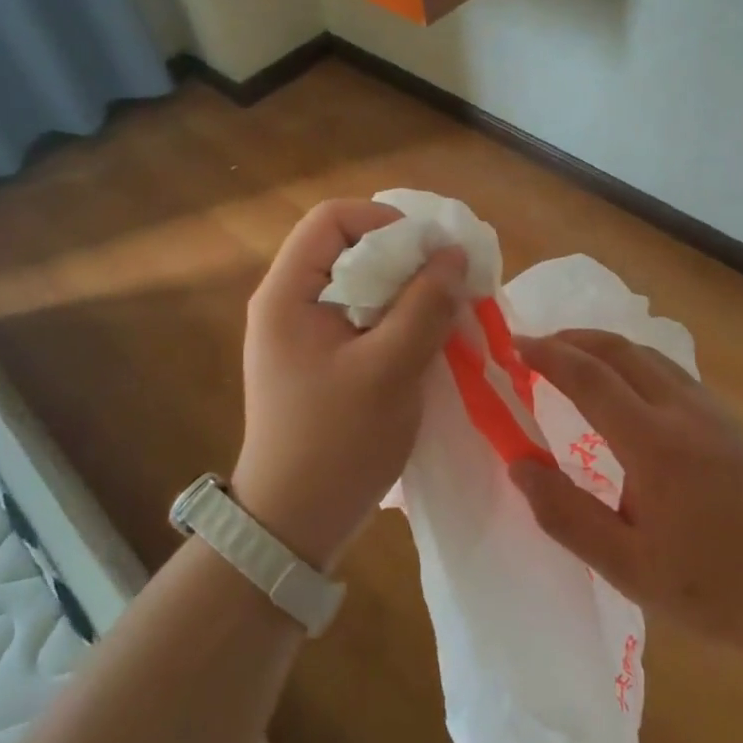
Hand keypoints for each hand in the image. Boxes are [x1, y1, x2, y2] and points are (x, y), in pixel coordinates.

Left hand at [234, 199, 465, 571]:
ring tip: (444, 311)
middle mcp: (289, 302)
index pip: (332, 219)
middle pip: (349, 247)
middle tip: (447, 283)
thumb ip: (424, 306)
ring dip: (405, 290)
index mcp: (288, 293)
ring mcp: (304, 332)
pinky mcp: (321, 357)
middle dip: (403, 257)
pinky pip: (362, 315)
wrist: (294, 523)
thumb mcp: (389, 370)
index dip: (384, 221)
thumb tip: (454, 254)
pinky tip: (426, 339)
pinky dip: (397, 317)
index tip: (430, 252)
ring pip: (361, 283)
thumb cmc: (336, 443)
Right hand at [508, 329, 742, 650]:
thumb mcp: (628, 566)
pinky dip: (633, 361)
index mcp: (653, 443)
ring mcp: (711, 409)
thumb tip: (519, 467)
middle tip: (537, 347)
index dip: (548, 356)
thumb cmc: (712, 586)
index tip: (515, 346)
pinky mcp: (729, 418)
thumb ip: (567, 515)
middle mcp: (682, 410)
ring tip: (573, 358)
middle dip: (573, 338)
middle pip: (620, 349)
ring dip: (604, 346)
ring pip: (648, 354)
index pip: (589, 377)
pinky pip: (670, 370)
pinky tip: (626, 387)